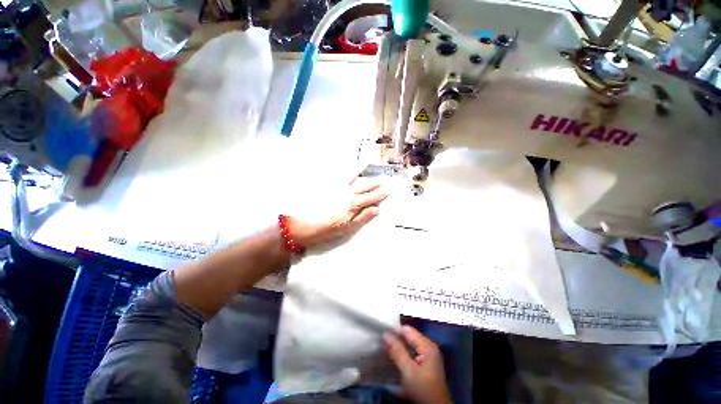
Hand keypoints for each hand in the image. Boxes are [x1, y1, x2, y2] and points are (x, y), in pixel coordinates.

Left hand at [288, 176, 388, 249]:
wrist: (304, 225)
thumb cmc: (328, 229)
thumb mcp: (348, 228)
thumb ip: (363, 217)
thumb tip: (377, 209)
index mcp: (354, 204)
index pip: (371, 197)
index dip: (380, 194)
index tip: (388, 190)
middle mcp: (348, 192)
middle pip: (365, 186)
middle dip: (375, 183)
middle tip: (382, 182)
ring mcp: (338, 187)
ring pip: (355, 178)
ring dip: (363, 174)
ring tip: (369, 170)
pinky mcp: (328, 185)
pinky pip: (340, 175)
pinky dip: (347, 171)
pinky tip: (349, 168)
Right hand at [384, 326, 452, 403]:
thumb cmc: (423, 390)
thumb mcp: (408, 371)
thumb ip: (397, 351)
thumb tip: (386, 335)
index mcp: (427, 345)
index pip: (407, 330)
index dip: (394, 331)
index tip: (381, 335)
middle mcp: (429, 347)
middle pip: (409, 337)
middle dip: (396, 339)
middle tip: (382, 343)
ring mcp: (429, 355)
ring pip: (410, 345)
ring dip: (399, 347)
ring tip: (385, 349)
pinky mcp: (426, 364)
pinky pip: (412, 352)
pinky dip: (403, 353)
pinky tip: (395, 358)